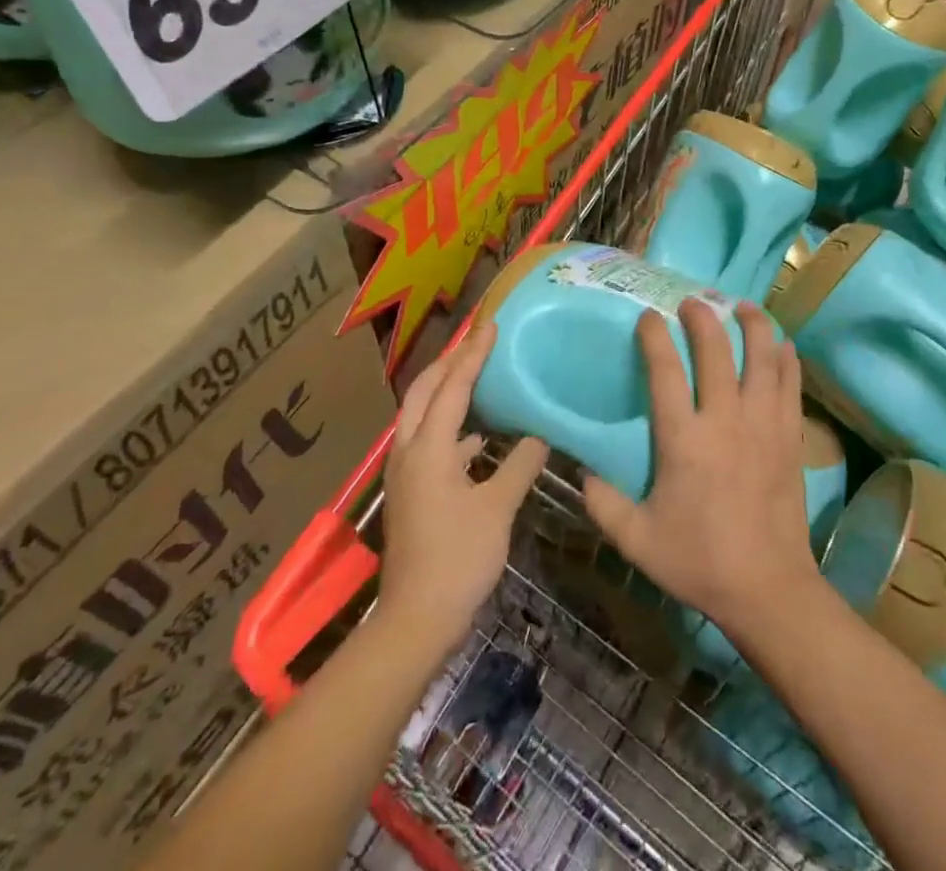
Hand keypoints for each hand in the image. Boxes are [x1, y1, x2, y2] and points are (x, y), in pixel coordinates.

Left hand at [379, 321, 548, 654]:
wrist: (415, 619)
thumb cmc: (458, 559)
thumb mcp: (497, 508)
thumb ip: (520, 465)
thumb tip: (540, 435)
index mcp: (429, 447)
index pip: (453, 386)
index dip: (474, 354)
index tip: (491, 325)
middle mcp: (408, 450)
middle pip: (424, 390)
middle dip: (449, 361)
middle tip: (477, 341)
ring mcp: (405, 471)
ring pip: (420, 413)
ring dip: (445, 389)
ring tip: (475, 373)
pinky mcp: (410, 490)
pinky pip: (426, 438)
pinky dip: (448, 423)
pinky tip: (476, 435)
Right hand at [583, 300, 821, 639]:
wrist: (768, 589)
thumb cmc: (699, 561)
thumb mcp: (637, 540)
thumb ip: (603, 504)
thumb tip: (582, 471)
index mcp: (684, 440)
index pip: (665, 371)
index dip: (654, 337)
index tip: (648, 316)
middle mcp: (725, 420)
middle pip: (717, 351)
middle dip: (703, 318)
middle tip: (693, 301)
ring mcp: (763, 425)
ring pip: (763, 358)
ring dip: (754, 326)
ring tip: (744, 306)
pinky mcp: (790, 438)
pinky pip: (790, 386)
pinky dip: (787, 360)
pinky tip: (783, 345)